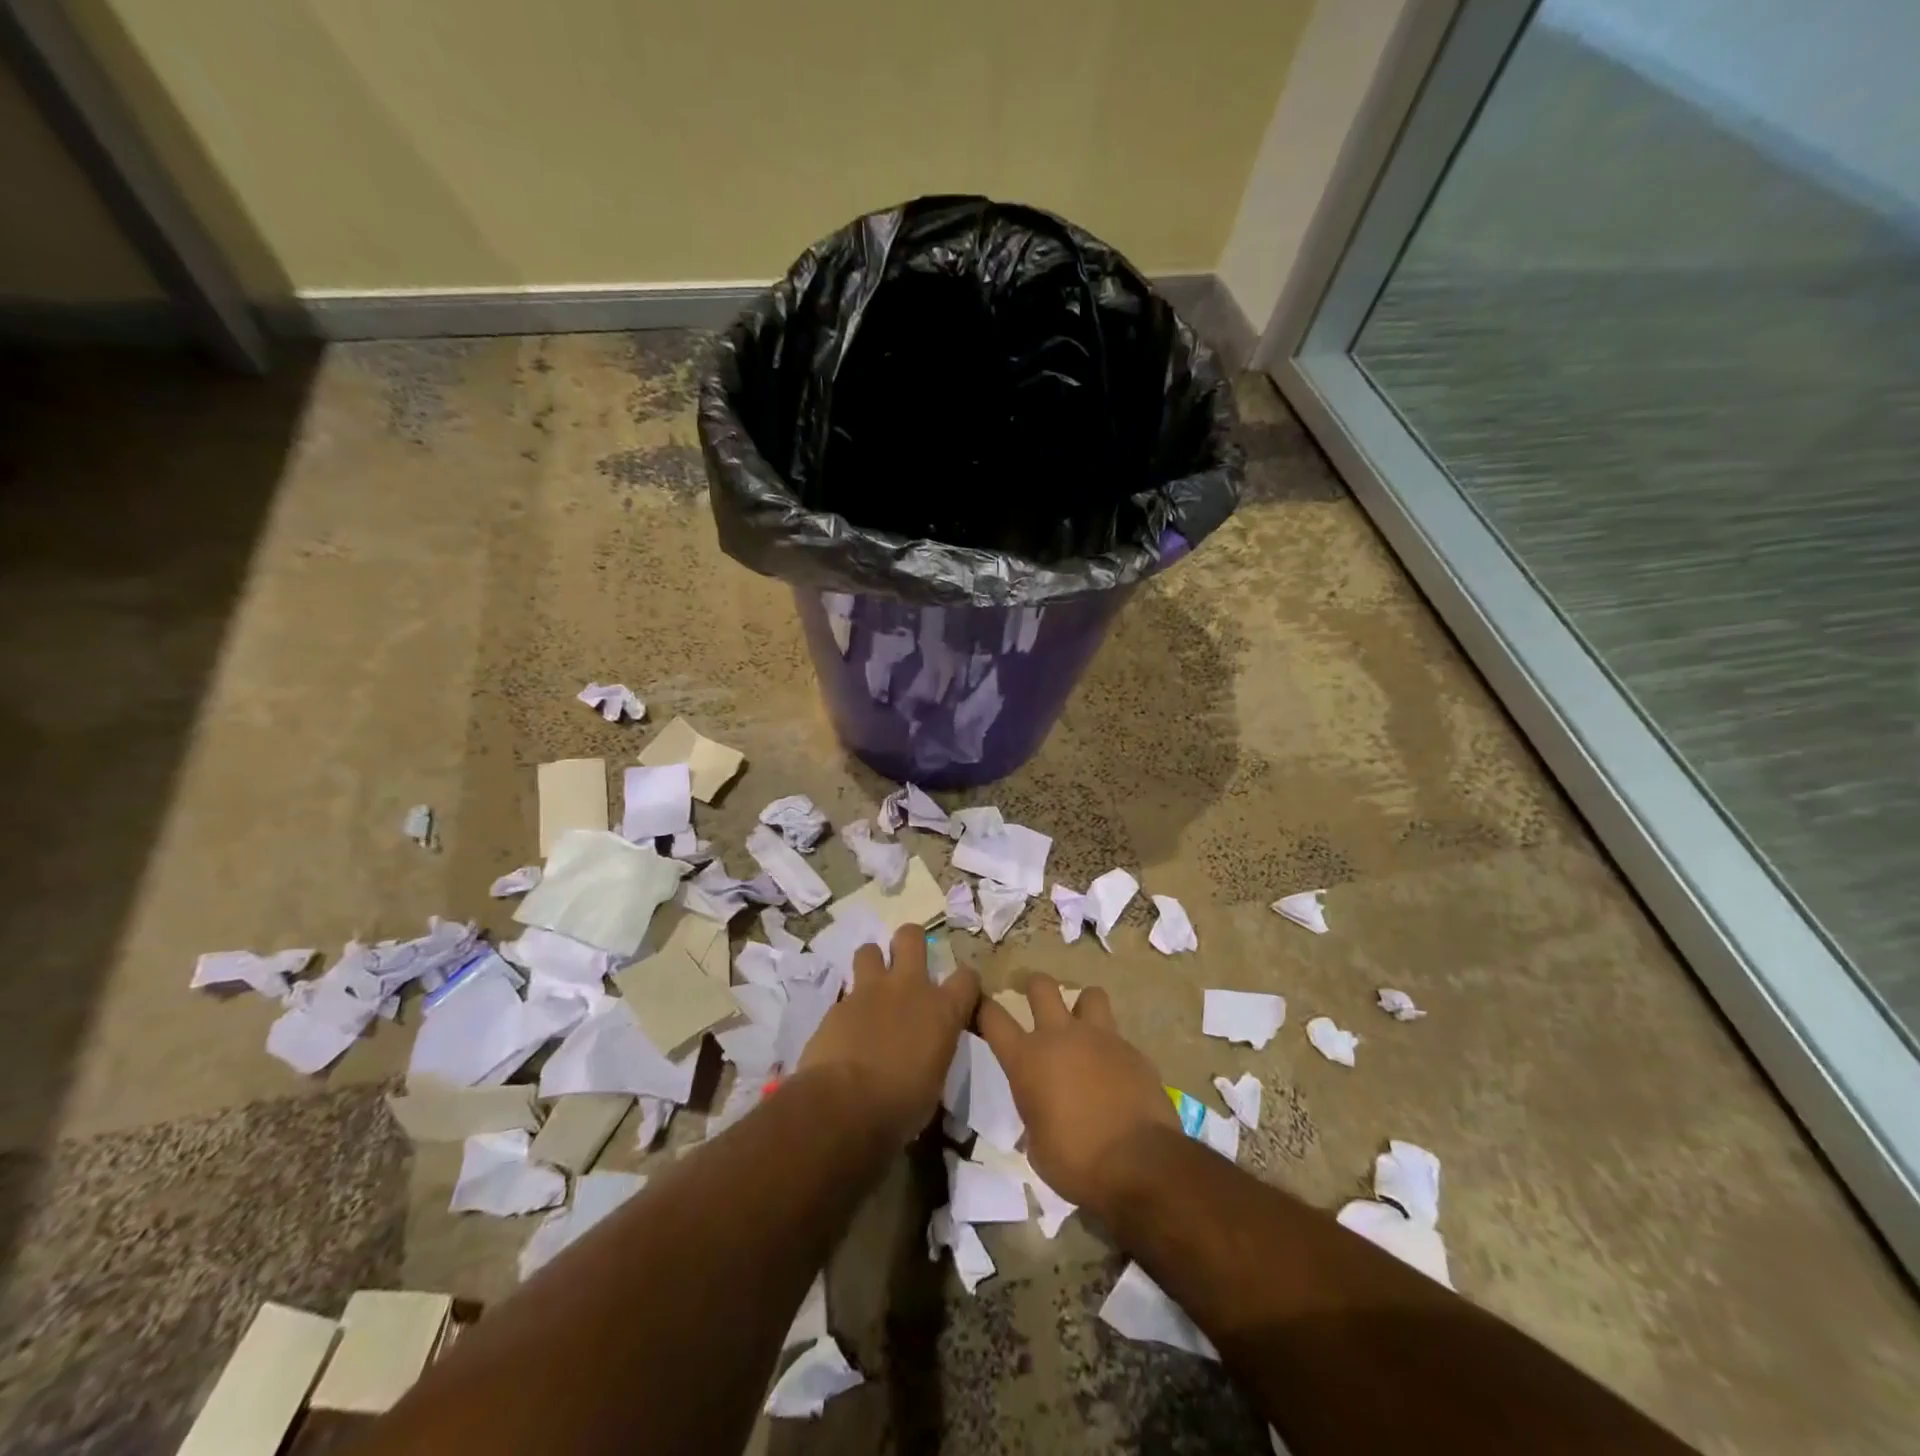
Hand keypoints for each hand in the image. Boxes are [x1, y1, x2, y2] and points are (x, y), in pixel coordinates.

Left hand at [799, 923, 979, 1145]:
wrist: (844, 1106)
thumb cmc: (901, 1106)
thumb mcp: (933, 1082)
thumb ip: (933, 1052)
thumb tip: (925, 1053)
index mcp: (942, 1010)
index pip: (967, 978)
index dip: (965, 982)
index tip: (959, 993)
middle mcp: (909, 988)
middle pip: (911, 937)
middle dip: (910, 942)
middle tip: (906, 961)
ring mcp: (870, 991)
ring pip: (870, 950)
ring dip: (872, 963)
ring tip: (871, 986)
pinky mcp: (838, 1004)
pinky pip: (846, 993)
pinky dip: (849, 1005)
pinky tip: (845, 1027)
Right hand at [976, 973, 1178, 1212]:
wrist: (1138, 1164)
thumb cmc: (1077, 1162)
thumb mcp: (1037, 1146)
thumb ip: (1035, 1115)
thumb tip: (1043, 1110)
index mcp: (1027, 1059)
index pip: (993, 1018)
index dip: (983, 1008)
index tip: (981, 1005)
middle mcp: (1060, 1036)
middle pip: (1041, 986)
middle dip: (1035, 987)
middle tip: (1036, 1001)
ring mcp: (1099, 1038)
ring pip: (1089, 994)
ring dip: (1083, 1007)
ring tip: (1084, 1027)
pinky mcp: (1132, 1050)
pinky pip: (1117, 1036)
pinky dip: (1112, 1048)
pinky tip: (1115, 1071)